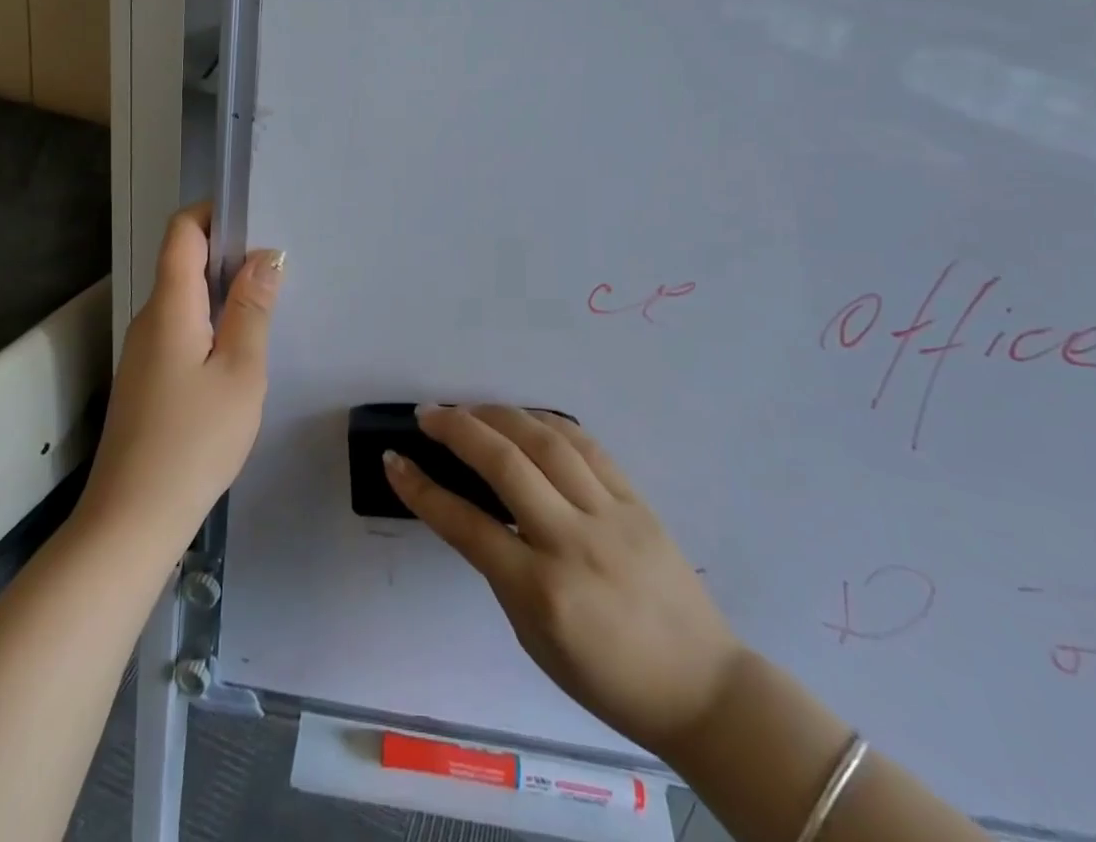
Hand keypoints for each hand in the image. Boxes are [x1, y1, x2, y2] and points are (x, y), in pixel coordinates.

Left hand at [77, 204, 282, 557]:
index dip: (214, 214)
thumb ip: (253, 308)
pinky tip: (240, 351)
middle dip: (229, 254)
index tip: (256, 221)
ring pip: (185, 299)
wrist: (133, 519)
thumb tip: (265, 254)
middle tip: (279, 268)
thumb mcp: (240, 371)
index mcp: (170, 306)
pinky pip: (182, 329)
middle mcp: (150, 318)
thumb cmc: (195, 439)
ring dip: (223, 292)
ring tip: (268, 306)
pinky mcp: (147, 378)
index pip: (181, 232)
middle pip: (183, 262)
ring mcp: (144, 350)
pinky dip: (212, 323)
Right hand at [385, 406, 739, 758]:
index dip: (421, 489)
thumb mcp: (536, 638)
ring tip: (471, 408)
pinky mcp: (637, 500)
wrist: (700, 686)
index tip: (394, 460)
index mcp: (541, 592)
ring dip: (501, 415)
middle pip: (505, 464)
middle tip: (428, 414)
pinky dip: (550, 424)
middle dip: (458, 429)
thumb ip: (504, 571)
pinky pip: (587, 447)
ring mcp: (610, 515)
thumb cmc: (608, 680)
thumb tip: (479, 512)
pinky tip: (527, 418)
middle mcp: (572, 542)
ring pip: (546, 442)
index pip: (466, 526)